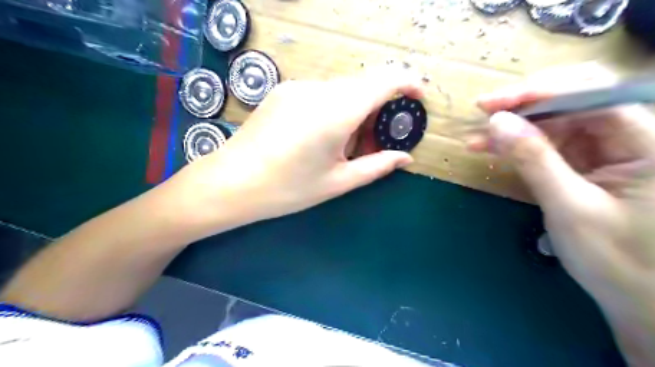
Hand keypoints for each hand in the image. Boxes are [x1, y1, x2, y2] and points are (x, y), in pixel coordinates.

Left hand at [175, 66, 419, 226]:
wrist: (230, 183)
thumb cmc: (287, 189)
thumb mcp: (337, 182)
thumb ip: (376, 166)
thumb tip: (405, 158)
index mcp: (336, 112)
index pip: (383, 81)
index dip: (407, 83)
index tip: (418, 98)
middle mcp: (318, 90)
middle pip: (363, 86)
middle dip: (378, 110)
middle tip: (374, 143)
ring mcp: (297, 87)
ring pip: (342, 90)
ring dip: (355, 111)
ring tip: (345, 146)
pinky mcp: (283, 91)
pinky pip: (321, 93)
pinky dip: (335, 109)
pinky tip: (321, 137)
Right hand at [471, 65, 654, 364]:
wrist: (642, 299)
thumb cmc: (618, 259)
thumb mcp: (569, 207)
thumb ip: (534, 159)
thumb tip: (497, 122)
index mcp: (648, 141)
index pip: (590, 93)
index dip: (536, 92)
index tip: (490, 104)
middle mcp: (632, 135)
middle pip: (572, 100)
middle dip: (523, 106)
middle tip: (482, 114)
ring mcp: (608, 149)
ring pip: (555, 122)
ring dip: (514, 128)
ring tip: (476, 140)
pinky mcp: (588, 163)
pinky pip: (550, 144)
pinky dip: (519, 146)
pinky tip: (492, 151)